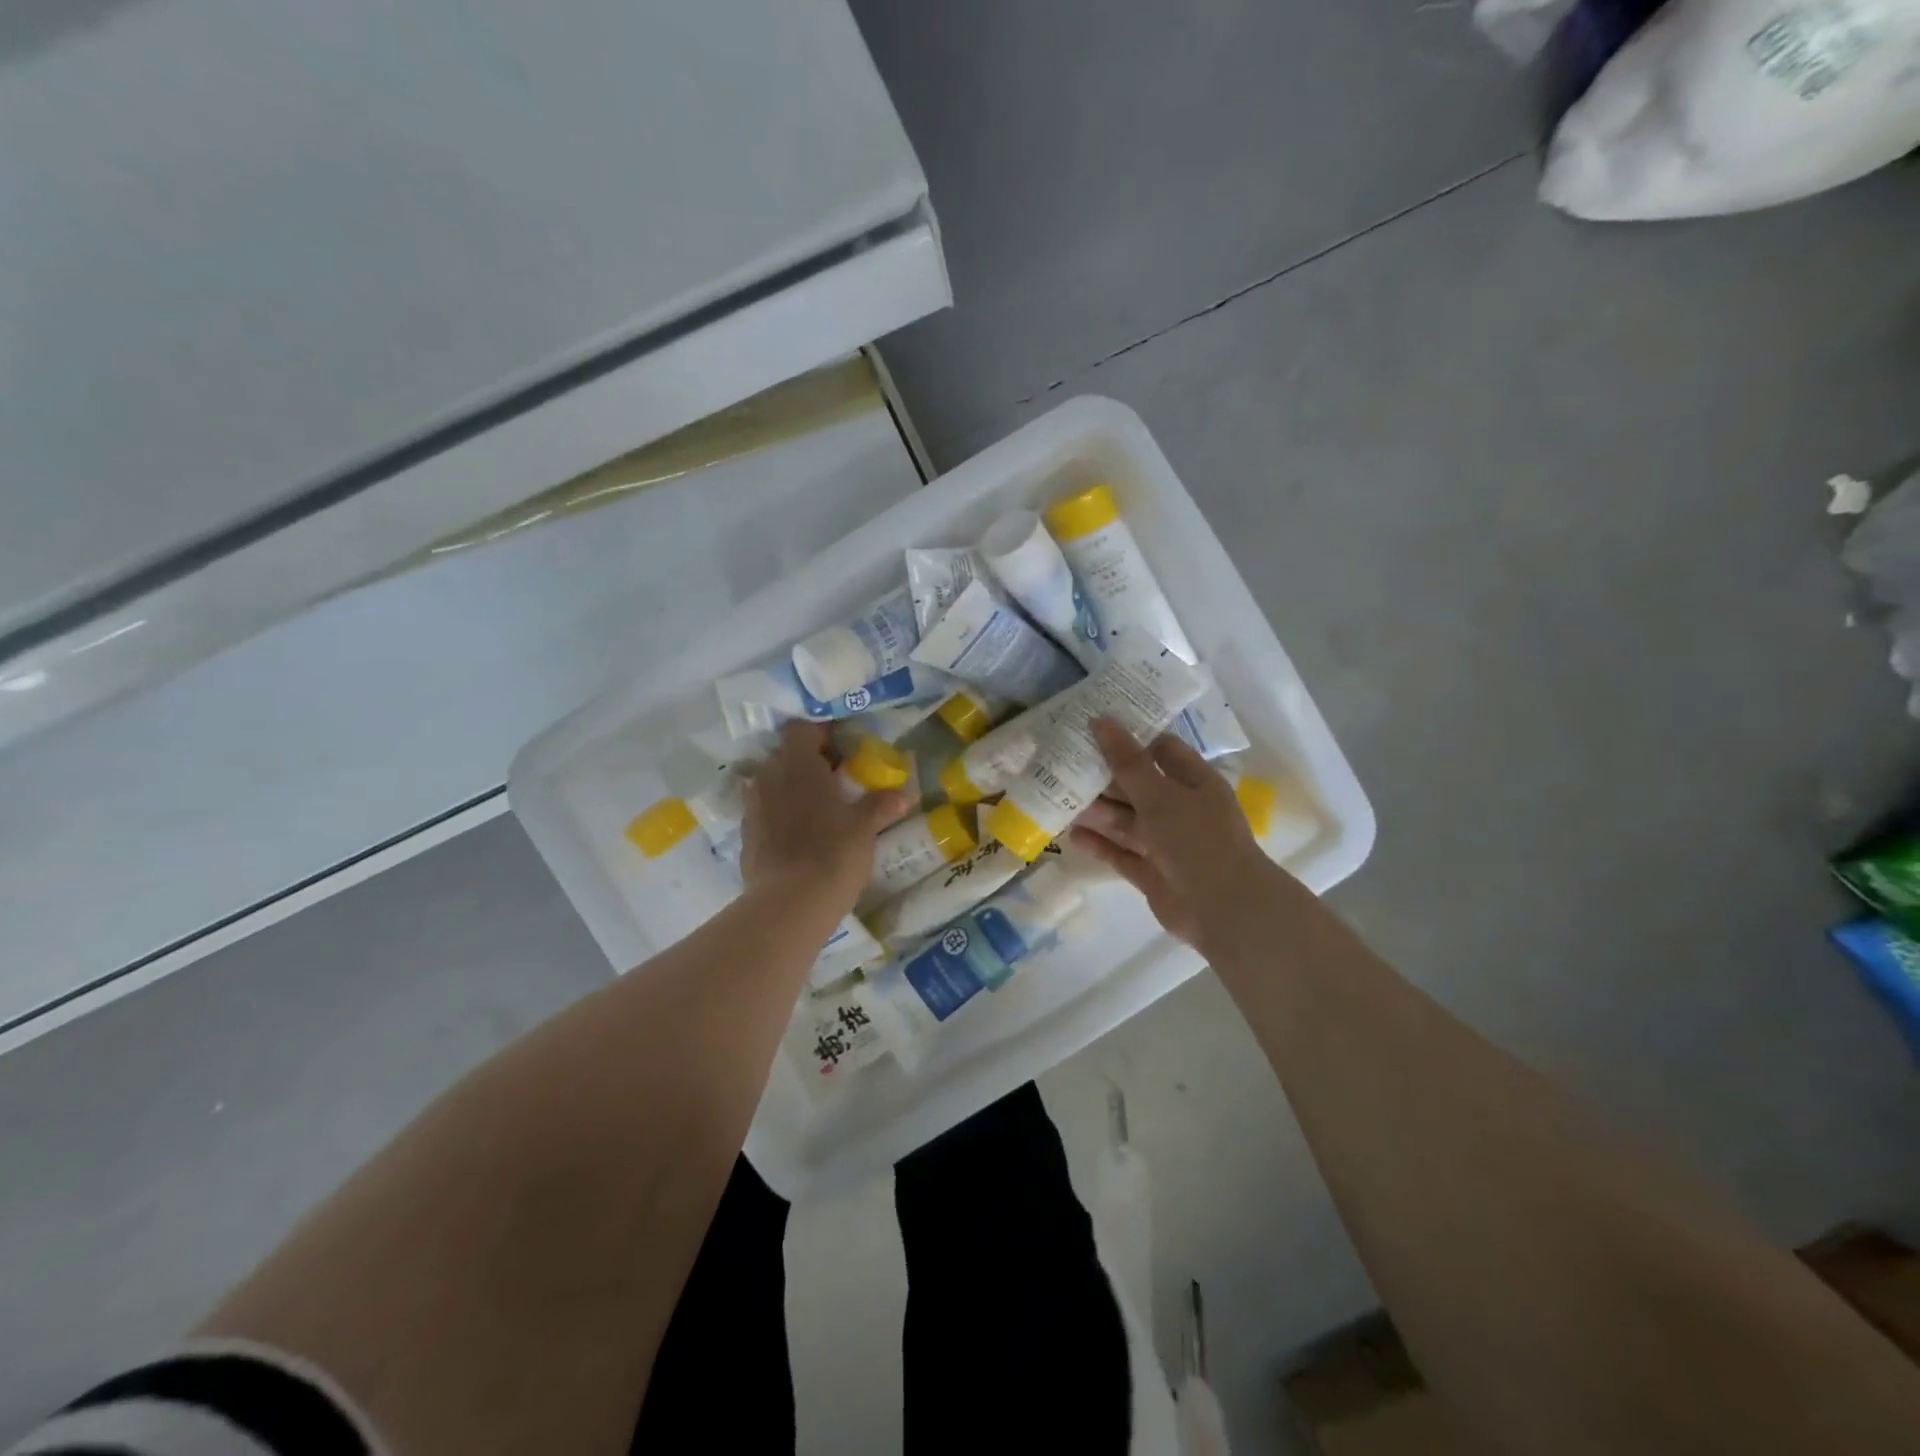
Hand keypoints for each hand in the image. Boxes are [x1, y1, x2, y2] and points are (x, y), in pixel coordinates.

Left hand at [741, 722, 909, 912]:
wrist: (790, 903)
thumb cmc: (833, 852)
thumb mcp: (865, 827)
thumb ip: (880, 805)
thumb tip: (901, 794)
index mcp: (798, 763)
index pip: (801, 729)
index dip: (820, 735)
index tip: (841, 752)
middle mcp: (769, 776)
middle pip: (785, 755)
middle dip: (807, 763)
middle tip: (835, 782)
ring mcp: (752, 806)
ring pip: (771, 784)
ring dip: (790, 789)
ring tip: (817, 811)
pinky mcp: (745, 835)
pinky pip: (763, 812)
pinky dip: (779, 816)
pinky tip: (799, 837)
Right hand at [1070, 718, 1283, 955]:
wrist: (1223, 909)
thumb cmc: (1197, 840)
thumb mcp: (1160, 795)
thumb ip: (1128, 761)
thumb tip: (1102, 721)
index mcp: (1194, 782)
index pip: (1161, 750)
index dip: (1131, 738)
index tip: (1094, 728)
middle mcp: (1180, 809)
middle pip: (1137, 785)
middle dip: (1104, 775)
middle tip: (1063, 761)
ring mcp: (1165, 843)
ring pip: (1125, 820)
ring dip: (1096, 810)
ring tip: (1058, 796)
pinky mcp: (1150, 872)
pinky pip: (1120, 852)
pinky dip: (1099, 844)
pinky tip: (1071, 835)